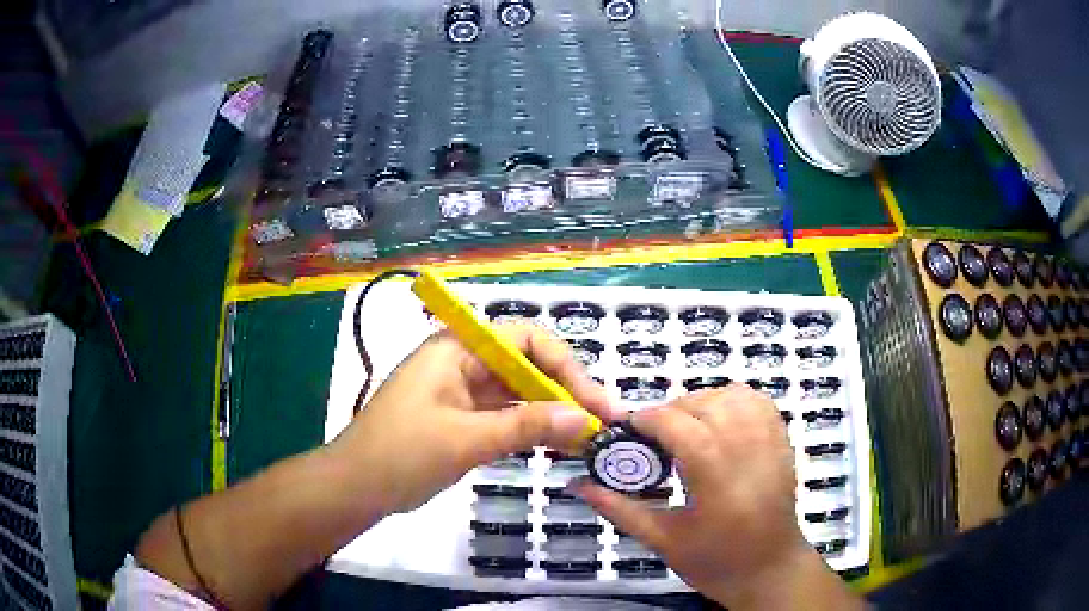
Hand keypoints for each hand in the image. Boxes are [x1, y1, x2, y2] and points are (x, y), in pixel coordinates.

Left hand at [330, 323, 614, 514]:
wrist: (356, 487)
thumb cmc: (402, 454)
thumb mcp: (466, 439)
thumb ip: (525, 426)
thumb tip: (583, 419)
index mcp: (457, 349)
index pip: (525, 339)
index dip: (565, 366)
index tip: (594, 402)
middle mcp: (463, 362)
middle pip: (526, 365)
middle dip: (564, 392)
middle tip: (599, 424)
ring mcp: (462, 392)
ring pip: (518, 393)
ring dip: (551, 413)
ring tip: (586, 438)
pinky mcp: (462, 418)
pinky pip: (505, 416)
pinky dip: (531, 428)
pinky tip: (556, 445)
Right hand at [574, 384, 859, 609]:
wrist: (769, 569)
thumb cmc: (714, 562)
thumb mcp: (662, 540)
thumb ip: (619, 508)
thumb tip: (578, 485)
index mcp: (719, 483)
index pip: (684, 429)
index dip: (651, 419)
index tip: (630, 428)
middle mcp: (749, 455)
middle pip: (708, 406)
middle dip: (673, 411)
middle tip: (654, 435)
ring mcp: (771, 445)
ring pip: (734, 396)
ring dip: (703, 401)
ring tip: (686, 426)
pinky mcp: (782, 442)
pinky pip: (758, 402)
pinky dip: (733, 400)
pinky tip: (718, 420)